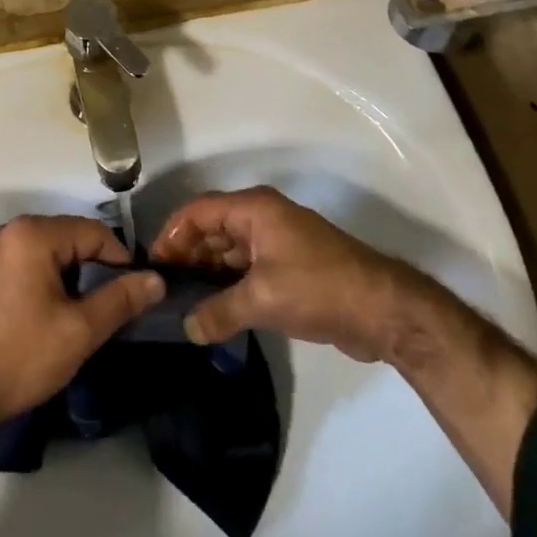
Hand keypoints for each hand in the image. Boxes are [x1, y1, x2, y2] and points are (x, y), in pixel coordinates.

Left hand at [0, 215, 163, 434]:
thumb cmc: (19, 355)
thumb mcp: (79, 330)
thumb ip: (120, 300)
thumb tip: (156, 279)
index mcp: (34, 234)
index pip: (95, 232)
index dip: (121, 261)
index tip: (135, 297)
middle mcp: (13, 231)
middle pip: (72, 239)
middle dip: (97, 270)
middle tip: (112, 311)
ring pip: (53, 254)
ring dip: (74, 278)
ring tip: (86, 317)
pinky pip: (32, 264)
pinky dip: (51, 282)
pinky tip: (54, 317)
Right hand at [151, 187, 399, 359]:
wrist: (383, 310)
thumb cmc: (318, 288)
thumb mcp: (263, 299)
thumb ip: (219, 311)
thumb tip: (187, 327)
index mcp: (254, 209)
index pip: (199, 211)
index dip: (172, 234)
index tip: (152, 264)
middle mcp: (262, 218)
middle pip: (212, 229)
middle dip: (187, 255)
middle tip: (163, 288)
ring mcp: (276, 243)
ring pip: (229, 251)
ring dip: (207, 272)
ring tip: (181, 301)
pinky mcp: (288, 268)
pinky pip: (246, 269)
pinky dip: (228, 284)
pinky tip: (212, 309)